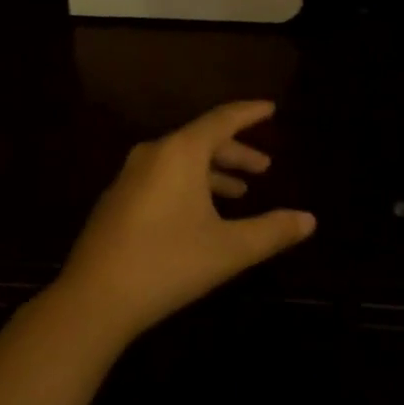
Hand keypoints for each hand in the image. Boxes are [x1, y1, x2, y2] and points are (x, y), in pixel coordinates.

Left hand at [57, 101, 316, 344]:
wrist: (94, 297)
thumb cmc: (168, 264)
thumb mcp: (228, 250)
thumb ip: (271, 231)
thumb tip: (309, 219)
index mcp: (181, 151)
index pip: (222, 119)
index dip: (249, 113)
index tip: (271, 108)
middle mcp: (155, 151)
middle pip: (202, 139)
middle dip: (235, 152)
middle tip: (264, 168)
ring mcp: (131, 173)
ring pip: (182, 160)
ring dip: (213, 171)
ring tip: (239, 191)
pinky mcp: (119, 196)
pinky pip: (163, 175)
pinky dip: (189, 183)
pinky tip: (200, 212)